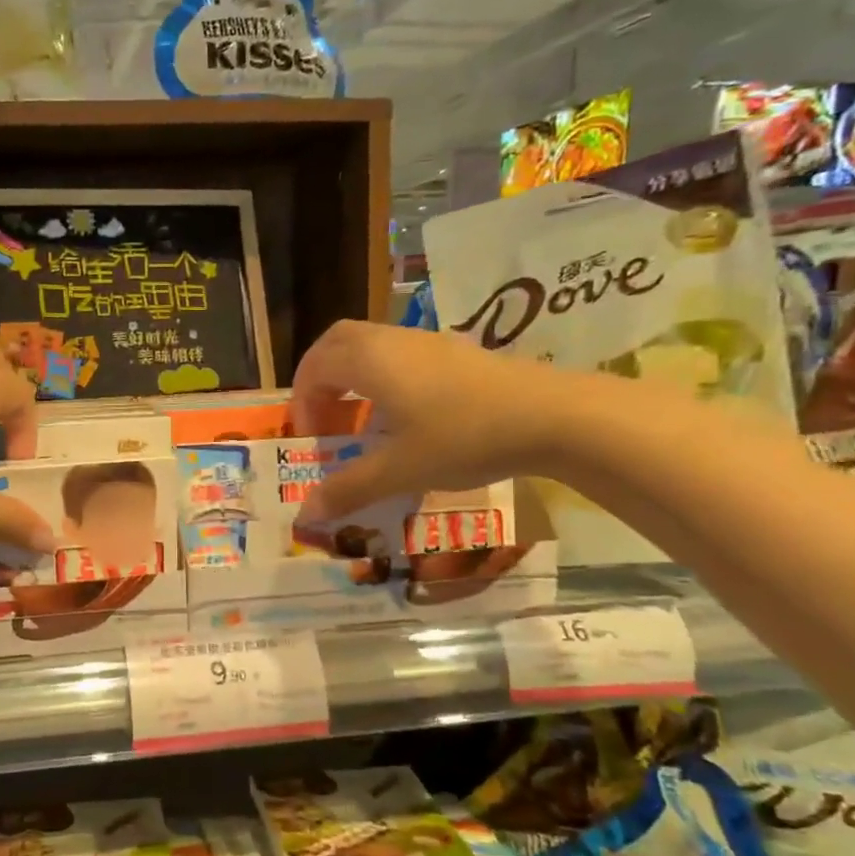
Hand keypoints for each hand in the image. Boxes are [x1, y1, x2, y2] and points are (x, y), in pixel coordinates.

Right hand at [290, 321, 572, 519]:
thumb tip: (306, 514)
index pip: (314, 368)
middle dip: (319, 376)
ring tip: (359, 417)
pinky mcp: (455, 351)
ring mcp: (427, 341)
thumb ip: (349, 489)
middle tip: (321, 414)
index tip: (311, 438)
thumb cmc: (463, 437)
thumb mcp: (400, 470)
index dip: (302, 402)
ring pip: (370, 344)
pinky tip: (403, 413)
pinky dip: (382, 374)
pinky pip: (399, 352)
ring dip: (352, 375)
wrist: (552, 416)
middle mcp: (391, 341)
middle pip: (337, 342)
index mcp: (369, 361)